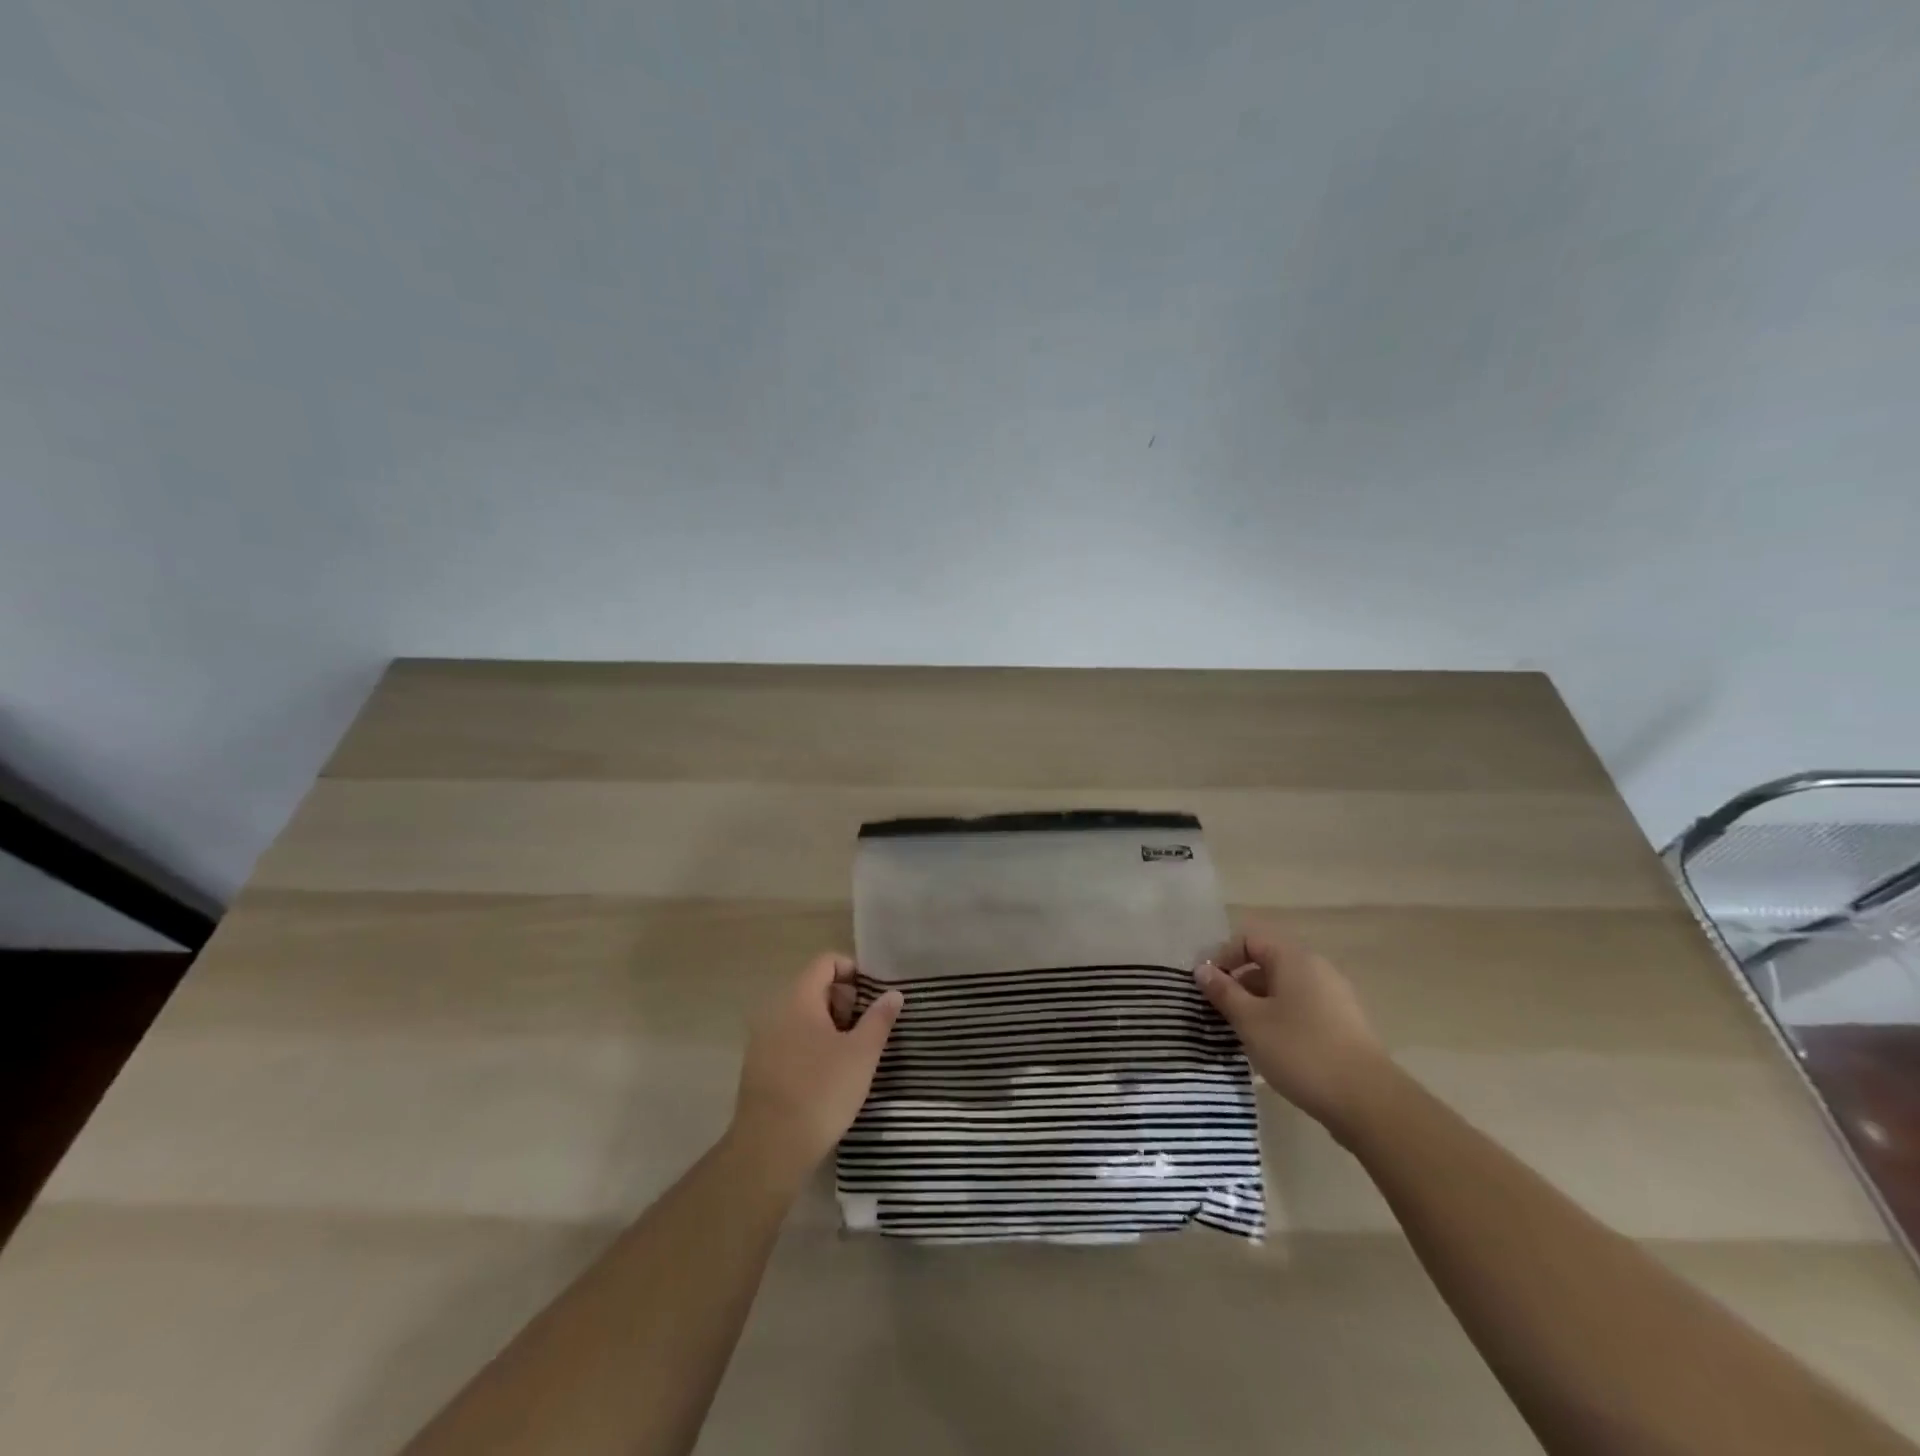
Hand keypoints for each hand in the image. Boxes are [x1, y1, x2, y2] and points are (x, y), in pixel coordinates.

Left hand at [729, 953, 902, 1180]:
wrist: (771, 1149)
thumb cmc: (822, 1091)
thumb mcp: (862, 1054)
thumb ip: (879, 1019)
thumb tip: (893, 993)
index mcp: (798, 998)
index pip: (826, 962)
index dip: (853, 972)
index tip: (873, 998)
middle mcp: (775, 1011)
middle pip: (814, 987)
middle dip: (844, 1002)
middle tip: (866, 1030)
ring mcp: (762, 1040)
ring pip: (802, 1016)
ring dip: (829, 1026)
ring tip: (851, 1055)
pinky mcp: (758, 1067)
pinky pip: (789, 1040)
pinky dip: (811, 1045)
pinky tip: (827, 1075)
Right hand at [1195, 926, 1392, 1136]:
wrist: (1368, 1101)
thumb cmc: (1300, 1051)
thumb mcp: (1250, 1021)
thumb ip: (1223, 992)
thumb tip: (1202, 970)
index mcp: (1294, 959)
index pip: (1249, 940)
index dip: (1223, 957)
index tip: (1207, 987)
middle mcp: (1317, 969)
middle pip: (1267, 963)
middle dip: (1239, 984)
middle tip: (1221, 1013)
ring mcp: (1335, 997)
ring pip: (1285, 989)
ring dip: (1259, 1004)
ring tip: (1244, 1034)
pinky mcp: (1345, 1025)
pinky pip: (1303, 1009)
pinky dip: (1281, 1019)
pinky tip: (1274, 1049)